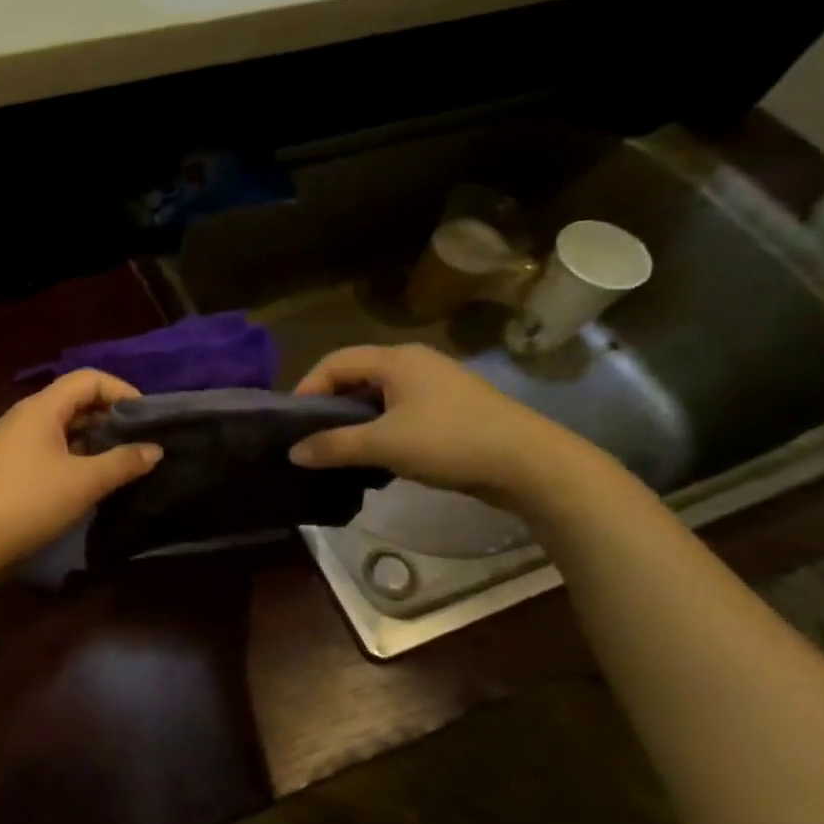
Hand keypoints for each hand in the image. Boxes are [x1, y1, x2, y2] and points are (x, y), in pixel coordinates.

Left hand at [0, 370, 162, 568]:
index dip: (121, 391)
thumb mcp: (85, 482)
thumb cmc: (31, 502)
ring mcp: (13, 441)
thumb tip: (154, 450)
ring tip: (120, 462)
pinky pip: (49, 447)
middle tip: (139, 442)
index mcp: (41, 408)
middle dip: (109, 416)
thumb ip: (124, 462)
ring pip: (62, 427)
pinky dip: (74, 455)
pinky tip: (89, 479)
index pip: (88, 379)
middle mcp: (24, 416)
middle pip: (74, 400)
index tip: (146, 419)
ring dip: (92, 438)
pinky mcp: (9, 465)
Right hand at [288, 344, 593, 509]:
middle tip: (311, 436)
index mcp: (396, 359)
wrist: (531, 463)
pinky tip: (377, 454)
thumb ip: (334, 446)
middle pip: (355, 375)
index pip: (334, 362)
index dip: (307, 388)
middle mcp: (414, 362)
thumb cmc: (450, 442)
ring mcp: (436, 383)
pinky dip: (380, 427)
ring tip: (340, 448)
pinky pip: (399, 409)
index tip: (292, 423)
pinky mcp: (451, 407)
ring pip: (378, 394)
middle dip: (329, 404)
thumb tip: (293, 452)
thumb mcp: (383, 445)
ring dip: (354, 419)